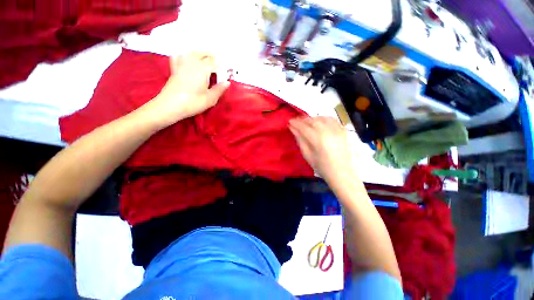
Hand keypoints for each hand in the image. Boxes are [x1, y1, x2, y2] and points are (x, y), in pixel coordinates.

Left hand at [142, 52, 229, 128]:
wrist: (170, 105)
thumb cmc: (193, 103)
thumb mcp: (210, 99)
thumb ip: (219, 89)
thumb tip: (227, 82)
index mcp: (203, 69)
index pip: (216, 63)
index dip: (223, 65)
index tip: (229, 69)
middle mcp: (192, 62)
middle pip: (204, 54)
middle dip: (213, 56)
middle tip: (220, 61)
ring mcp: (182, 64)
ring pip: (193, 52)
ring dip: (201, 52)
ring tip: (207, 56)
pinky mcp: (175, 68)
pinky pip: (180, 55)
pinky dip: (185, 54)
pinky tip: (188, 56)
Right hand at [289, 117, 355, 183]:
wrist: (342, 173)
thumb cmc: (322, 167)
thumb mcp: (307, 155)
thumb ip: (300, 140)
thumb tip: (292, 129)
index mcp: (317, 139)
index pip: (303, 127)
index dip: (295, 123)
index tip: (289, 121)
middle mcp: (328, 131)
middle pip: (313, 120)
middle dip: (303, 120)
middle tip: (296, 122)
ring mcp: (337, 129)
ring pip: (322, 118)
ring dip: (312, 118)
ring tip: (307, 122)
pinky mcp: (343, 131)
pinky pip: (332, 119)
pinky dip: (323, 118)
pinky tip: (320, 122)